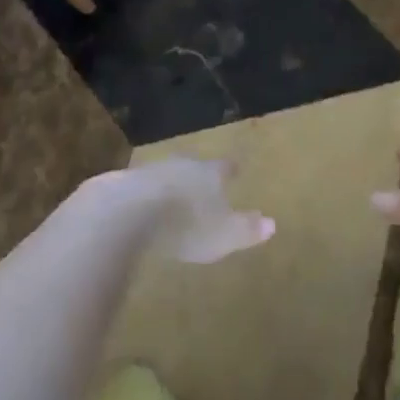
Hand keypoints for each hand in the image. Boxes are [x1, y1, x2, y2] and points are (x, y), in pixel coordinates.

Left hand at [104, 157, 275, 263]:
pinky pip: (144, 188)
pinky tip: (147, 209)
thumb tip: (272, 223)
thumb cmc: (187, 223)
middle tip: (204, 182)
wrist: (131, 211)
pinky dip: (149, 197)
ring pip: (169, 174)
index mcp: (209, 173)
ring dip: (174, 184)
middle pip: (196, 166)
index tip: (236, 168)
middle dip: (200, 175)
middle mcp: (184, 164)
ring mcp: (153, 171)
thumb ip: (247, 229)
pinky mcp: (127, 185)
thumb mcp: (223, 234)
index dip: (230, 170)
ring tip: (177, 197)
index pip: (225, 168)